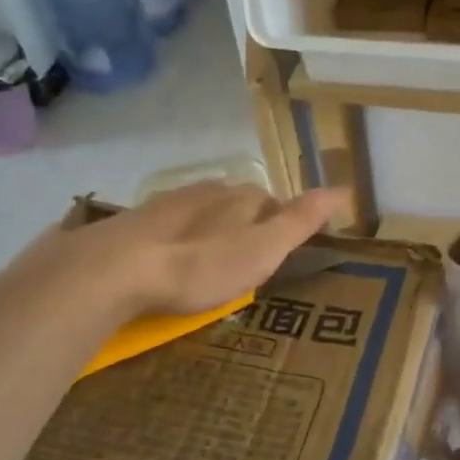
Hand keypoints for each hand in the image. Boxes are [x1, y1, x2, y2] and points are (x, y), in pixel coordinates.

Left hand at [26, 182, 348, 318]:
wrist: (116, 270)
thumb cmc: (201, 265)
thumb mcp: (263, 249)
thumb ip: (300, 221)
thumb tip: (343, 189)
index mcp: (240, 197)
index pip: (271, 200)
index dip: (280, 221)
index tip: (281, 247)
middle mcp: (206, 191)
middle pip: (234, 201)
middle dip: (243, 222)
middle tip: (246, 257)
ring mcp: (167, 204)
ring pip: (198, 210)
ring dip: (207, 228)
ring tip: (209, 259)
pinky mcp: (133, 223)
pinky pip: (165, 226)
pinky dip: (174, 238)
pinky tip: (167, 258)